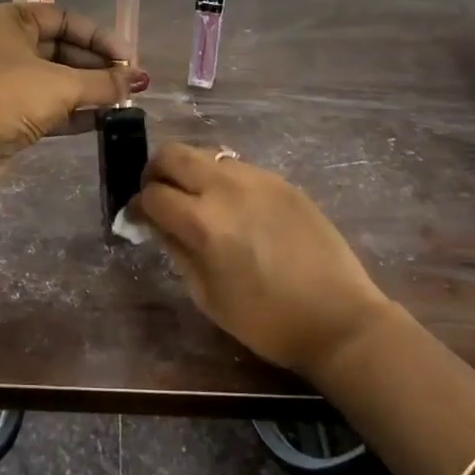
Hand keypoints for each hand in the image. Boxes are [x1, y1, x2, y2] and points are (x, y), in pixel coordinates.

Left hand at [0, 4, 147, 198]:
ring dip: (90, 90)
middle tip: (131, 82)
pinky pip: (49, 105)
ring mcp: (6, 80)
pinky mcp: (8, 112)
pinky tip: (105, 118)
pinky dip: (75, 111)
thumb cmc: (10, 95)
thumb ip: (104, 81)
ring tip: (124, 100)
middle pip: (63, 49)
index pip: (65, 19)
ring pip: (57, 79)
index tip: (129, 58)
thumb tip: (136, 81)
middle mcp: (6, 44)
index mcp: (12, 21)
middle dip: (98, 67)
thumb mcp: (63, 84)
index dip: (100, 37)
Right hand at [129, 143, 392, 379]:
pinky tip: (233, 208)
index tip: (135, 219)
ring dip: (190, 172)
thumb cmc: (266, 320)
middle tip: (158, 197)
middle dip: (155, 172)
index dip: (136, 206)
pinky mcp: (281, 181)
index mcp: (203, 221)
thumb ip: (176, 250)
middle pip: (173, 154)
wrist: (339, 318)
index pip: (152, 194)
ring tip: (196, 201)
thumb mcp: (207, 295)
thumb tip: (155, 224)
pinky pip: (238, 168)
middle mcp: (226, 187)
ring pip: (206, 155)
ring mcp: (257, 178)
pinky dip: (222, 180)